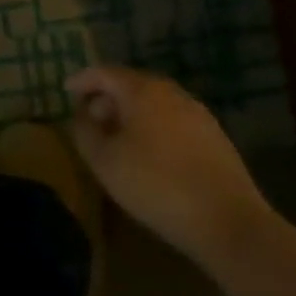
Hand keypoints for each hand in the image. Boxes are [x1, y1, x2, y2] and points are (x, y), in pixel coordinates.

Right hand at [67, 66, 272, 264]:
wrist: (229, 222)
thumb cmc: (156, 185)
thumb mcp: (104, 161)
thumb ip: (84, 131)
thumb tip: (82, 115)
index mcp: (141, 90)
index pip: (103, 72)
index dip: (81, 80)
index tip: (66, 91)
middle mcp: (171, 92)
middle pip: (130, 84)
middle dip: (107, 98)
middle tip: (90, 119)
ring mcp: (197, 113)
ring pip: (154, 103)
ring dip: (131, 115)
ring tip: (117, 139)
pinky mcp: (215, 137)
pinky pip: (173, 121)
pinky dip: (153, 128)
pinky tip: (150, 155)